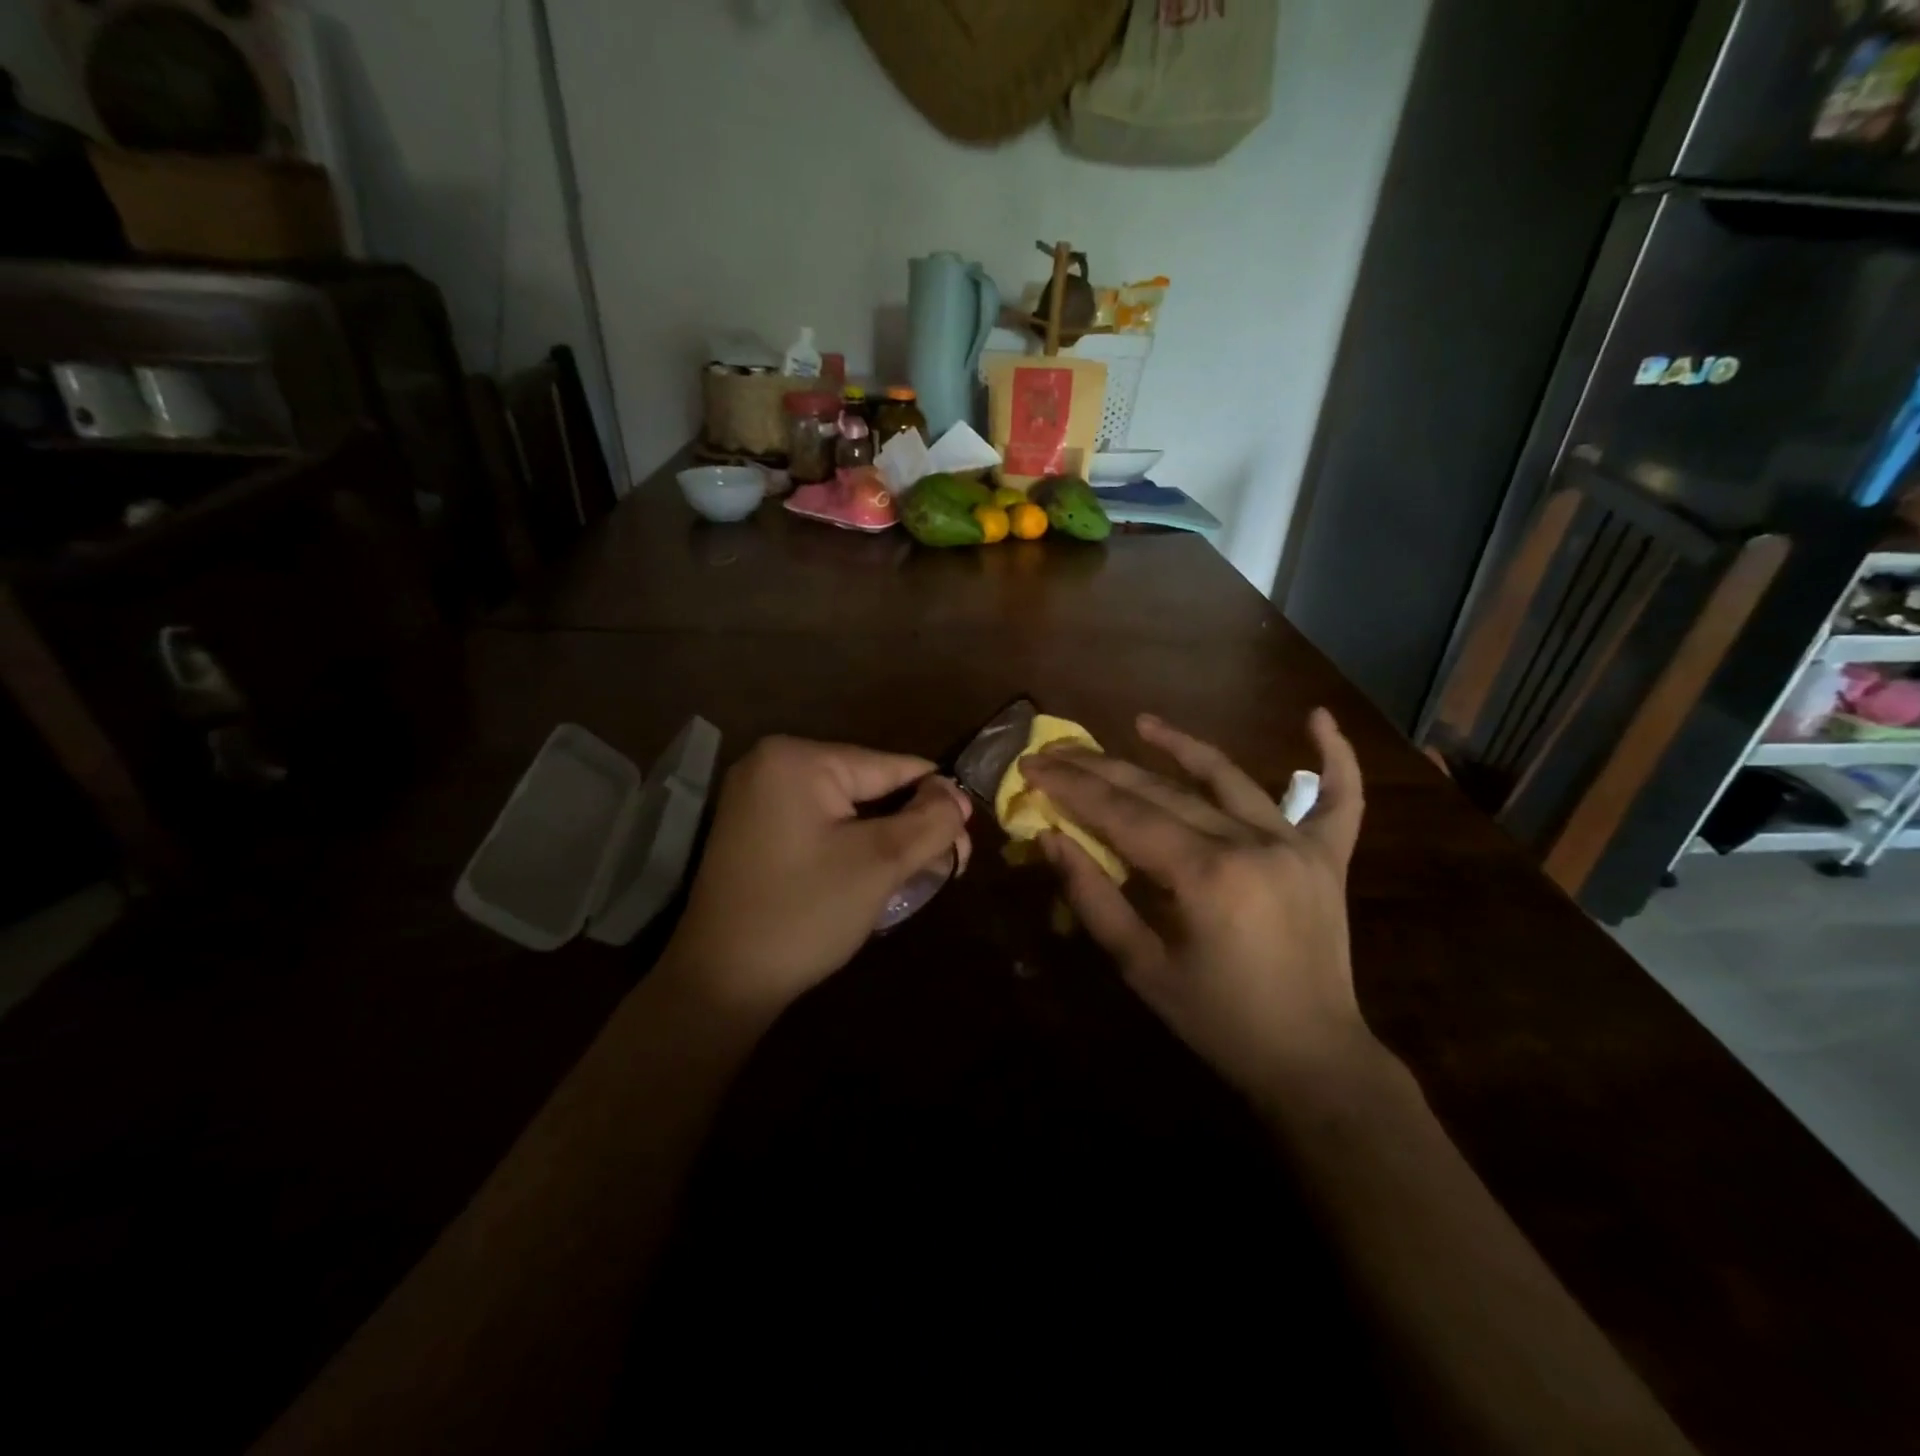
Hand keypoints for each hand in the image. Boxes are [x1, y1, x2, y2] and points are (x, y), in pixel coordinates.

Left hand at [662, 736, 970, 1015]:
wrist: (720, 983)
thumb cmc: (803, 914)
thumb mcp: (879, 863)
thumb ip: (929, 821)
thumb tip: (957, 796)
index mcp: (798, 759)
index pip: (890, 767)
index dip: (937, 800)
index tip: (967, 840)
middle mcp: (772, 764)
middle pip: (869, 786)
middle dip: (911, 824)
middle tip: (949, 865)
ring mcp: (758, 797)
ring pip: (848, 809)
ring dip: (886, 838)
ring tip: (920, 874)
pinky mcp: (755, 829)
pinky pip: (821, 824)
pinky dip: (853, 845)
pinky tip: (878, 873)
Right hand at [1022, 710, 1377, 1108]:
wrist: (1311, 1059)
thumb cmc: (1216, 1021)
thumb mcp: (1141, 967)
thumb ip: (1093, 896)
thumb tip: (1051, 837)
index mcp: (1205, 876)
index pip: (1123, 815)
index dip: (1072, 788)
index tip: (1033, 765)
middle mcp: (1253, 844)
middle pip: (1163, 791)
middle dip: (1104, 769)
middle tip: (1060, 750)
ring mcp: (1297, 845)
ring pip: (1229, 779)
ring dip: (1182, 746)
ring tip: (1141, 722)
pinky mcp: (1329, 857)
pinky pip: (1340, 799)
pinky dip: (1335, 758)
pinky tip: (1318, 717)